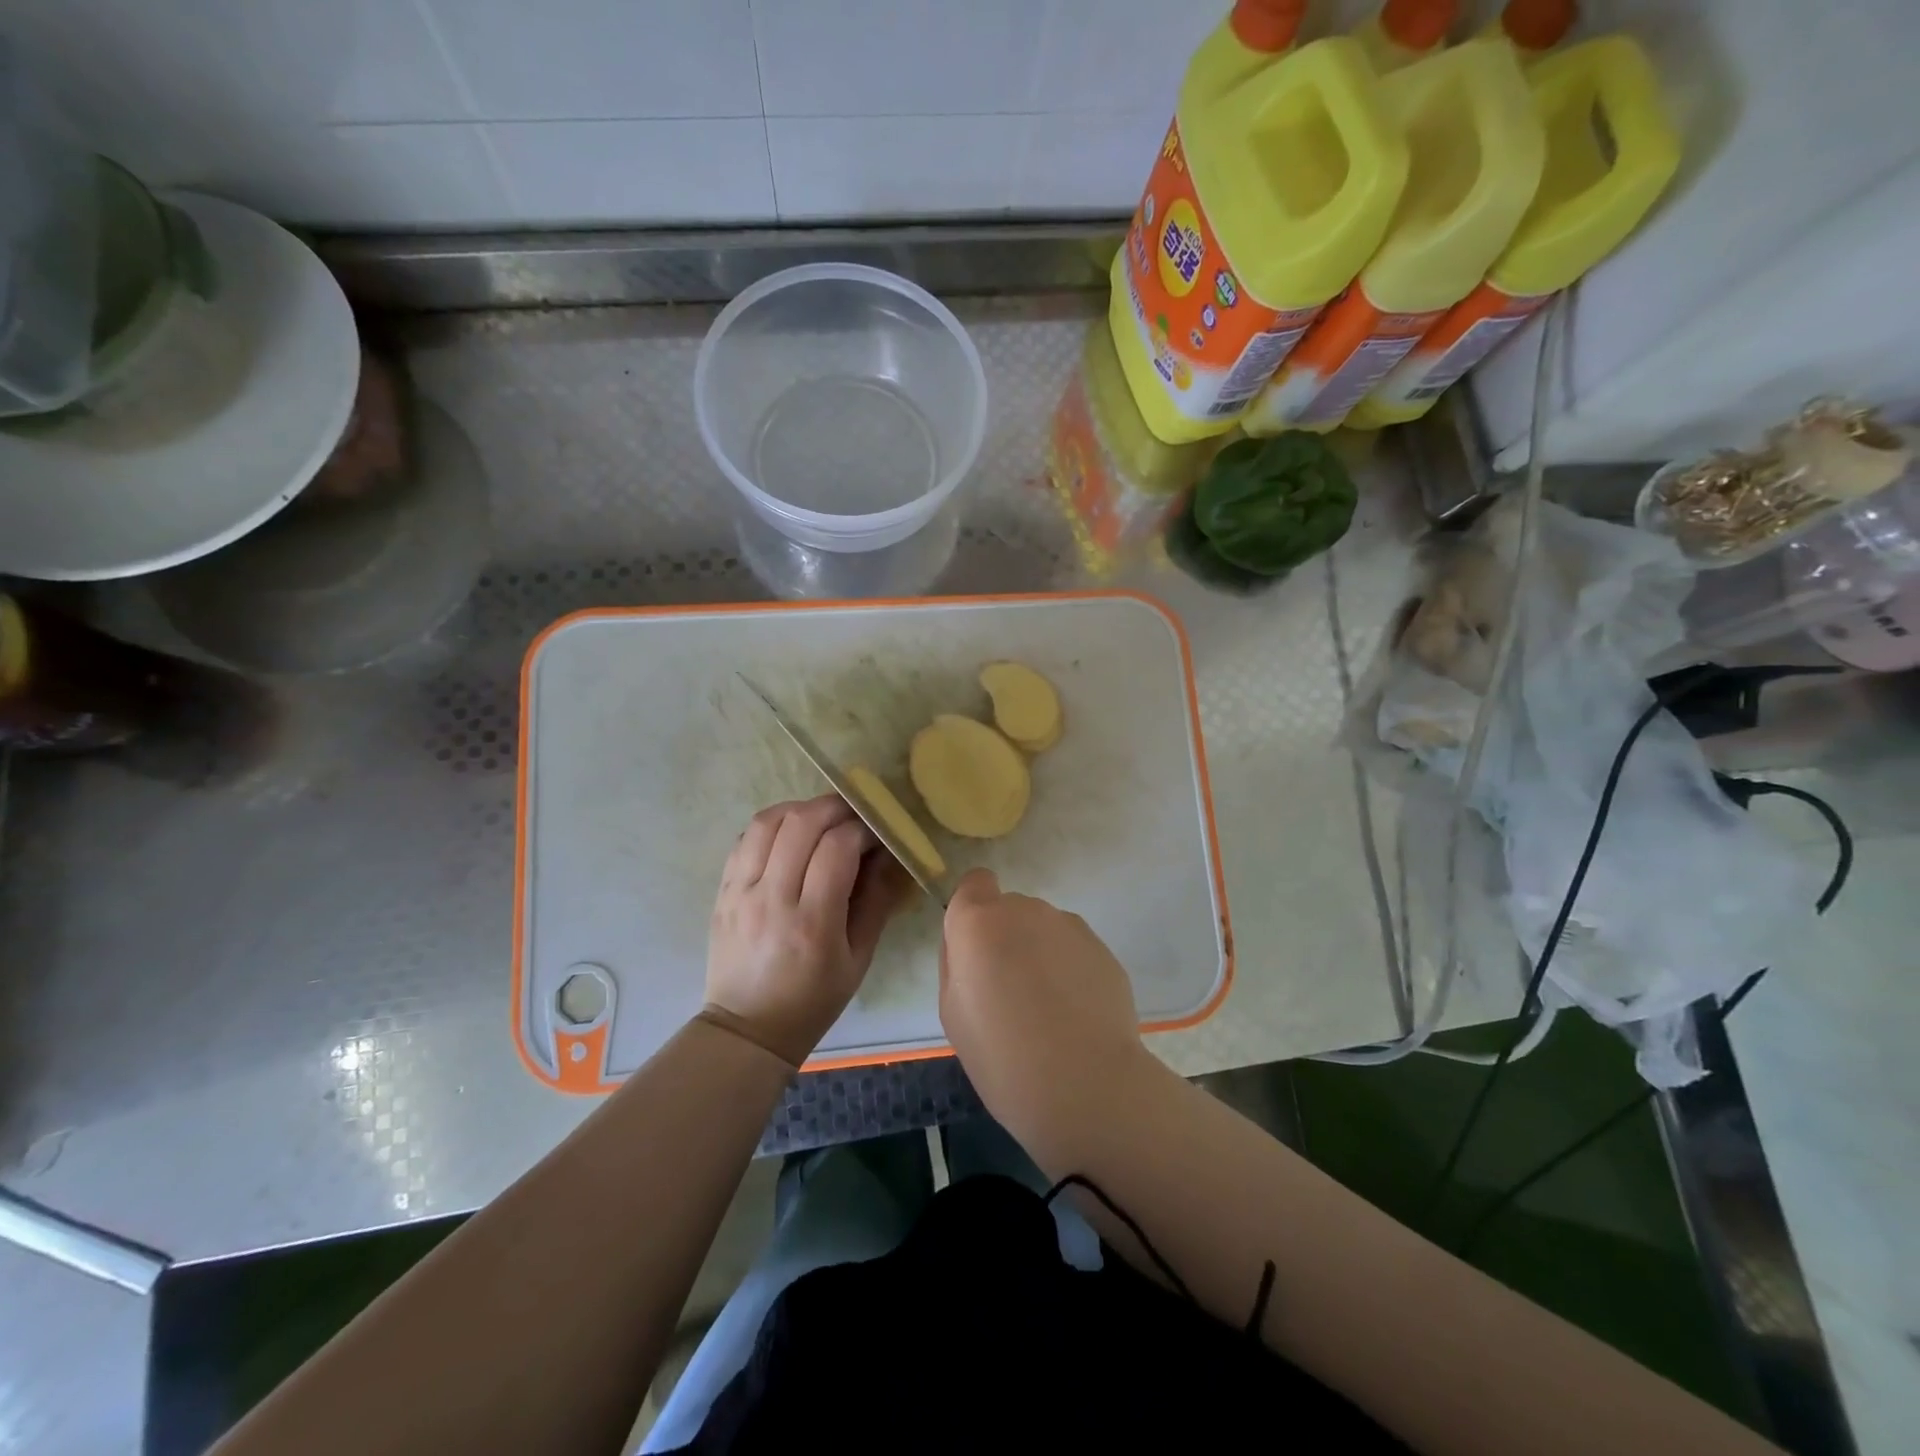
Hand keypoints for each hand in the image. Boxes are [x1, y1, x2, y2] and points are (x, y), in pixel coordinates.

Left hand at [705, 794, 909, 1066]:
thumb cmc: (813, 999)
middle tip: (855, 815)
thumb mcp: (859, 958)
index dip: (863, 829)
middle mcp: (772, 899)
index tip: (877, 835)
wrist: (748, 1028)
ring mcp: (741, 892)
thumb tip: (892, 854)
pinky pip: (746, 838)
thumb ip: (877, 900)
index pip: (837, 848)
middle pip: (801, 823)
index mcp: (812, 923)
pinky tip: (790, 835)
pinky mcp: (723, 890)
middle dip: (835, 808)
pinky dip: (773, 825)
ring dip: (801, 810)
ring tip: (822, 820)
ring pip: (769, 821)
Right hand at [938, 869, 1152, 1135]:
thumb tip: (970, 946)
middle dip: (1007, 939)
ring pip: (1044, 930)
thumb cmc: (1002, 1056)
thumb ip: (957, 963)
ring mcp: (1069, 926)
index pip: (975, 882)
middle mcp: (1026, 910)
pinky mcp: (1103, 948)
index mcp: (980, 921)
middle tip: (1009, 993)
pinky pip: (1074, 950)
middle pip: (1010, 910)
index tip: (976, 950)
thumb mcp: (953, 1013)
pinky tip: (1076, 1016)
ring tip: (1048, 1011)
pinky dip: (1070, 971)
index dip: (974, 910)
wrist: (1085, 1085)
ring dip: (1040, 953)